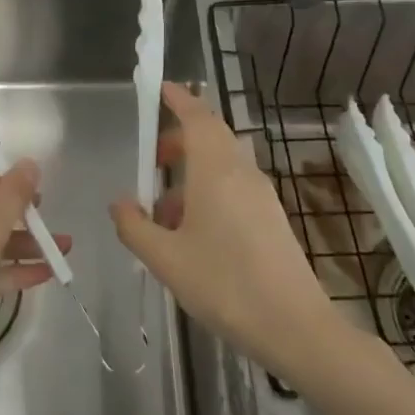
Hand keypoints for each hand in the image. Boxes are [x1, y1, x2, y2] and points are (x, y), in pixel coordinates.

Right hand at [111, 82, 335, 375]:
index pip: (197, 117)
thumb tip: (119, 202)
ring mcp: (261, 194)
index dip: (178, 99)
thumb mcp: (166, 259)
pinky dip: (209, 191)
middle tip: (152, 158)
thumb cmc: (224, 285)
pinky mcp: (271, 217)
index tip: (160, 88)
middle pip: (211, 136)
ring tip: (164, 210)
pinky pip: (234, 186)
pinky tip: (194, 232)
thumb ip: (135, 227)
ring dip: (192, 172)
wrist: (295, 327)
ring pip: (222, 164)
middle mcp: (241, 172)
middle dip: (180, 139)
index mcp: (216, 171)